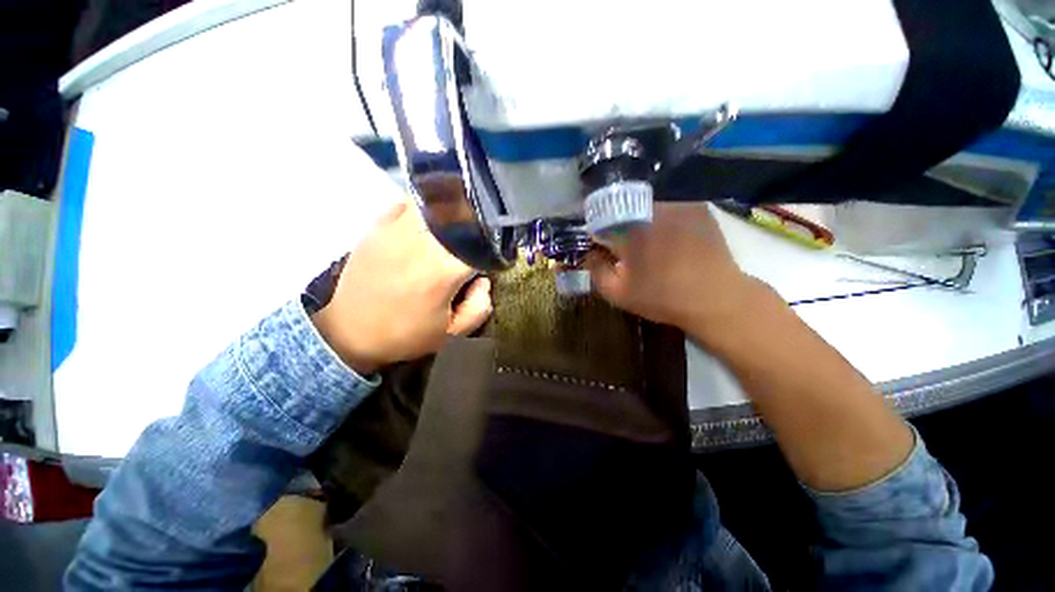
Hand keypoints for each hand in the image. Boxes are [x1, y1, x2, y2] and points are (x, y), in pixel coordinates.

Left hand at [311, 201, 491, 373]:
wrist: (349, 331)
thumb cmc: (405, 334)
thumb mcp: (452, 334)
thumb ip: (480, 307)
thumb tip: (483, 279)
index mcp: (442, 269)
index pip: (482, 241)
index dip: (493, 247)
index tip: (492, 258)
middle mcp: (421, 241)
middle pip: (462, 213)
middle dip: (477, 226)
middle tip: (476, 243)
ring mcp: (395, 228)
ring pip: (437, 202)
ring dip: (453, 213)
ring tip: (455, 231)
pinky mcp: (377, 225)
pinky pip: (411, 202)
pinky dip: (427, 208)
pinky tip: (430, 223)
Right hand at [585, 203, 761, 346]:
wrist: (717, 299)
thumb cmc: (662, 297)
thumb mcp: (618, 292)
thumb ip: (596, 270)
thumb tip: (589, 253)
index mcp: (629, 227)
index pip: (601, 218)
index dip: (599, 233)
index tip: (602, 248)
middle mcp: (653, 208)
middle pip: (625, 210)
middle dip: (621, 227)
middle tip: (629, 251)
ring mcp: (679, 204)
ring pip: (648, 208)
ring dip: (643, 223)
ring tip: (652, 247)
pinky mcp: (698, 208)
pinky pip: (671, 209)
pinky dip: (665, 221)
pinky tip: (672, 241)